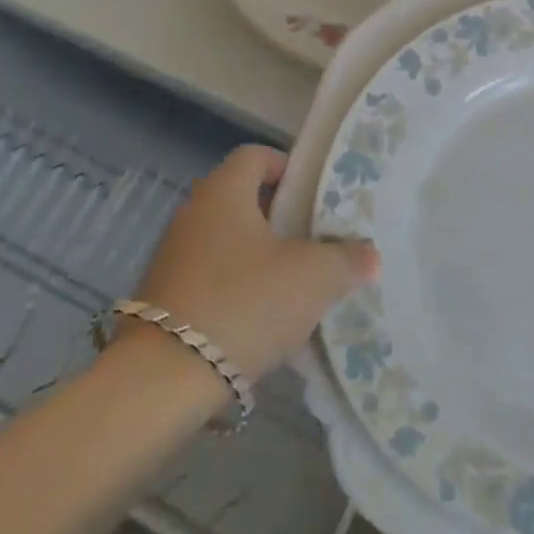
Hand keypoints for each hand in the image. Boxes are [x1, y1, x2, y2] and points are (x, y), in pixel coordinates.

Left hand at [129, 145, 378, 380]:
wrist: (167, 377)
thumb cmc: (247, 302)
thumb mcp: (315, 277)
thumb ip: (348, 259)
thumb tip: (368, 255)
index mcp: (224, 193)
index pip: (255, 156)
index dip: (288, 167)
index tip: (316, 195)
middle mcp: (192, 214)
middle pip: (243, 200)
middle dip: (281, 218)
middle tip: (317, 240)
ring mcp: (173, 257)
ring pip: (228, 242)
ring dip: (261, 257)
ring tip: (297, 284)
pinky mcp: (165, 298)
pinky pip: (212, 278)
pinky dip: (239, 288)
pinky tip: (264, 319)